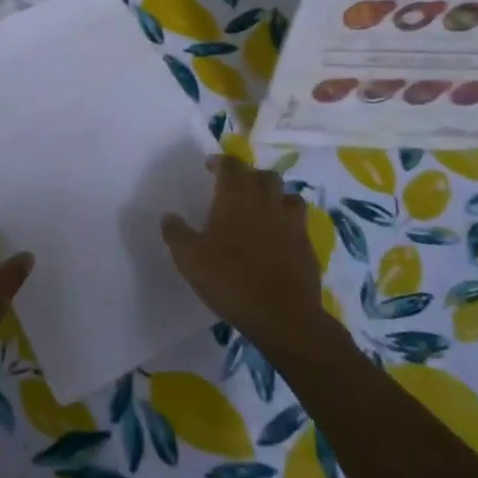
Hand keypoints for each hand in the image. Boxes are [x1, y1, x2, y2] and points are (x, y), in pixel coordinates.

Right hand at [163, 155, 325, 357]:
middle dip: (250, 176)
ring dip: (275, 197)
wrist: (283, 316)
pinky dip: (288, 224)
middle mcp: (267, 202)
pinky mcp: (308, 247)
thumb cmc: (230, 279)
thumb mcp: (189, 259)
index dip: (221, 162)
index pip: (231, 165)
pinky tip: (278, 239)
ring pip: (288, 196)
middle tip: (236, 188)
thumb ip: (176, 233)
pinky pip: (299, 224)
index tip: (211, 166)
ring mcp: (292, 223)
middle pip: (264, 175)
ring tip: (263, 209)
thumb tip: (168, 216)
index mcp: (236, 197)